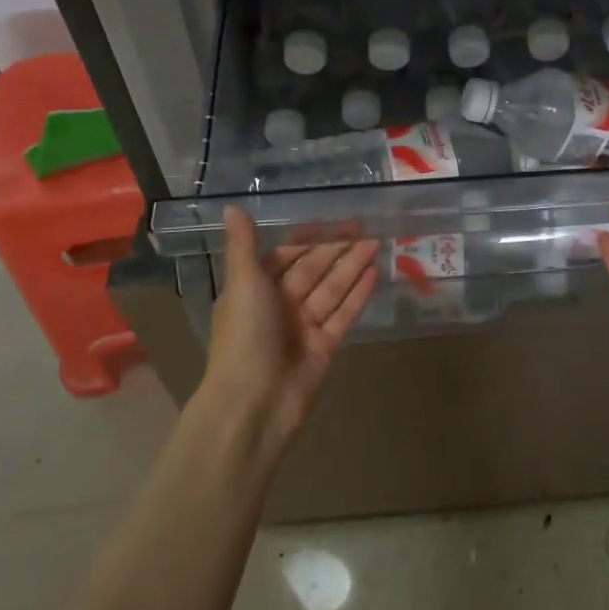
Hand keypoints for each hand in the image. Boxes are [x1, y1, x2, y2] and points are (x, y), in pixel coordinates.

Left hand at [203, 207, 379, 450]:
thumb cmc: (244, 337)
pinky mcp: (324, 347)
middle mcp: (279, 306)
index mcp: (254, 290)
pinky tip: (374, 273)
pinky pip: (343, 315)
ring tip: (376, 242)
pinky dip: (358, 295)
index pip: (284, 256)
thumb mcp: (243, 283)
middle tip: (364, 225)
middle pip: (312, 270)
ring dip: (352, 266)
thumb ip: (243, 244)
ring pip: (332, 289)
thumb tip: (231, 205)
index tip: (328, 220)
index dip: (305, 238)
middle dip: (336, 248)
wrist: (253, 404)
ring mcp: (303, 328)